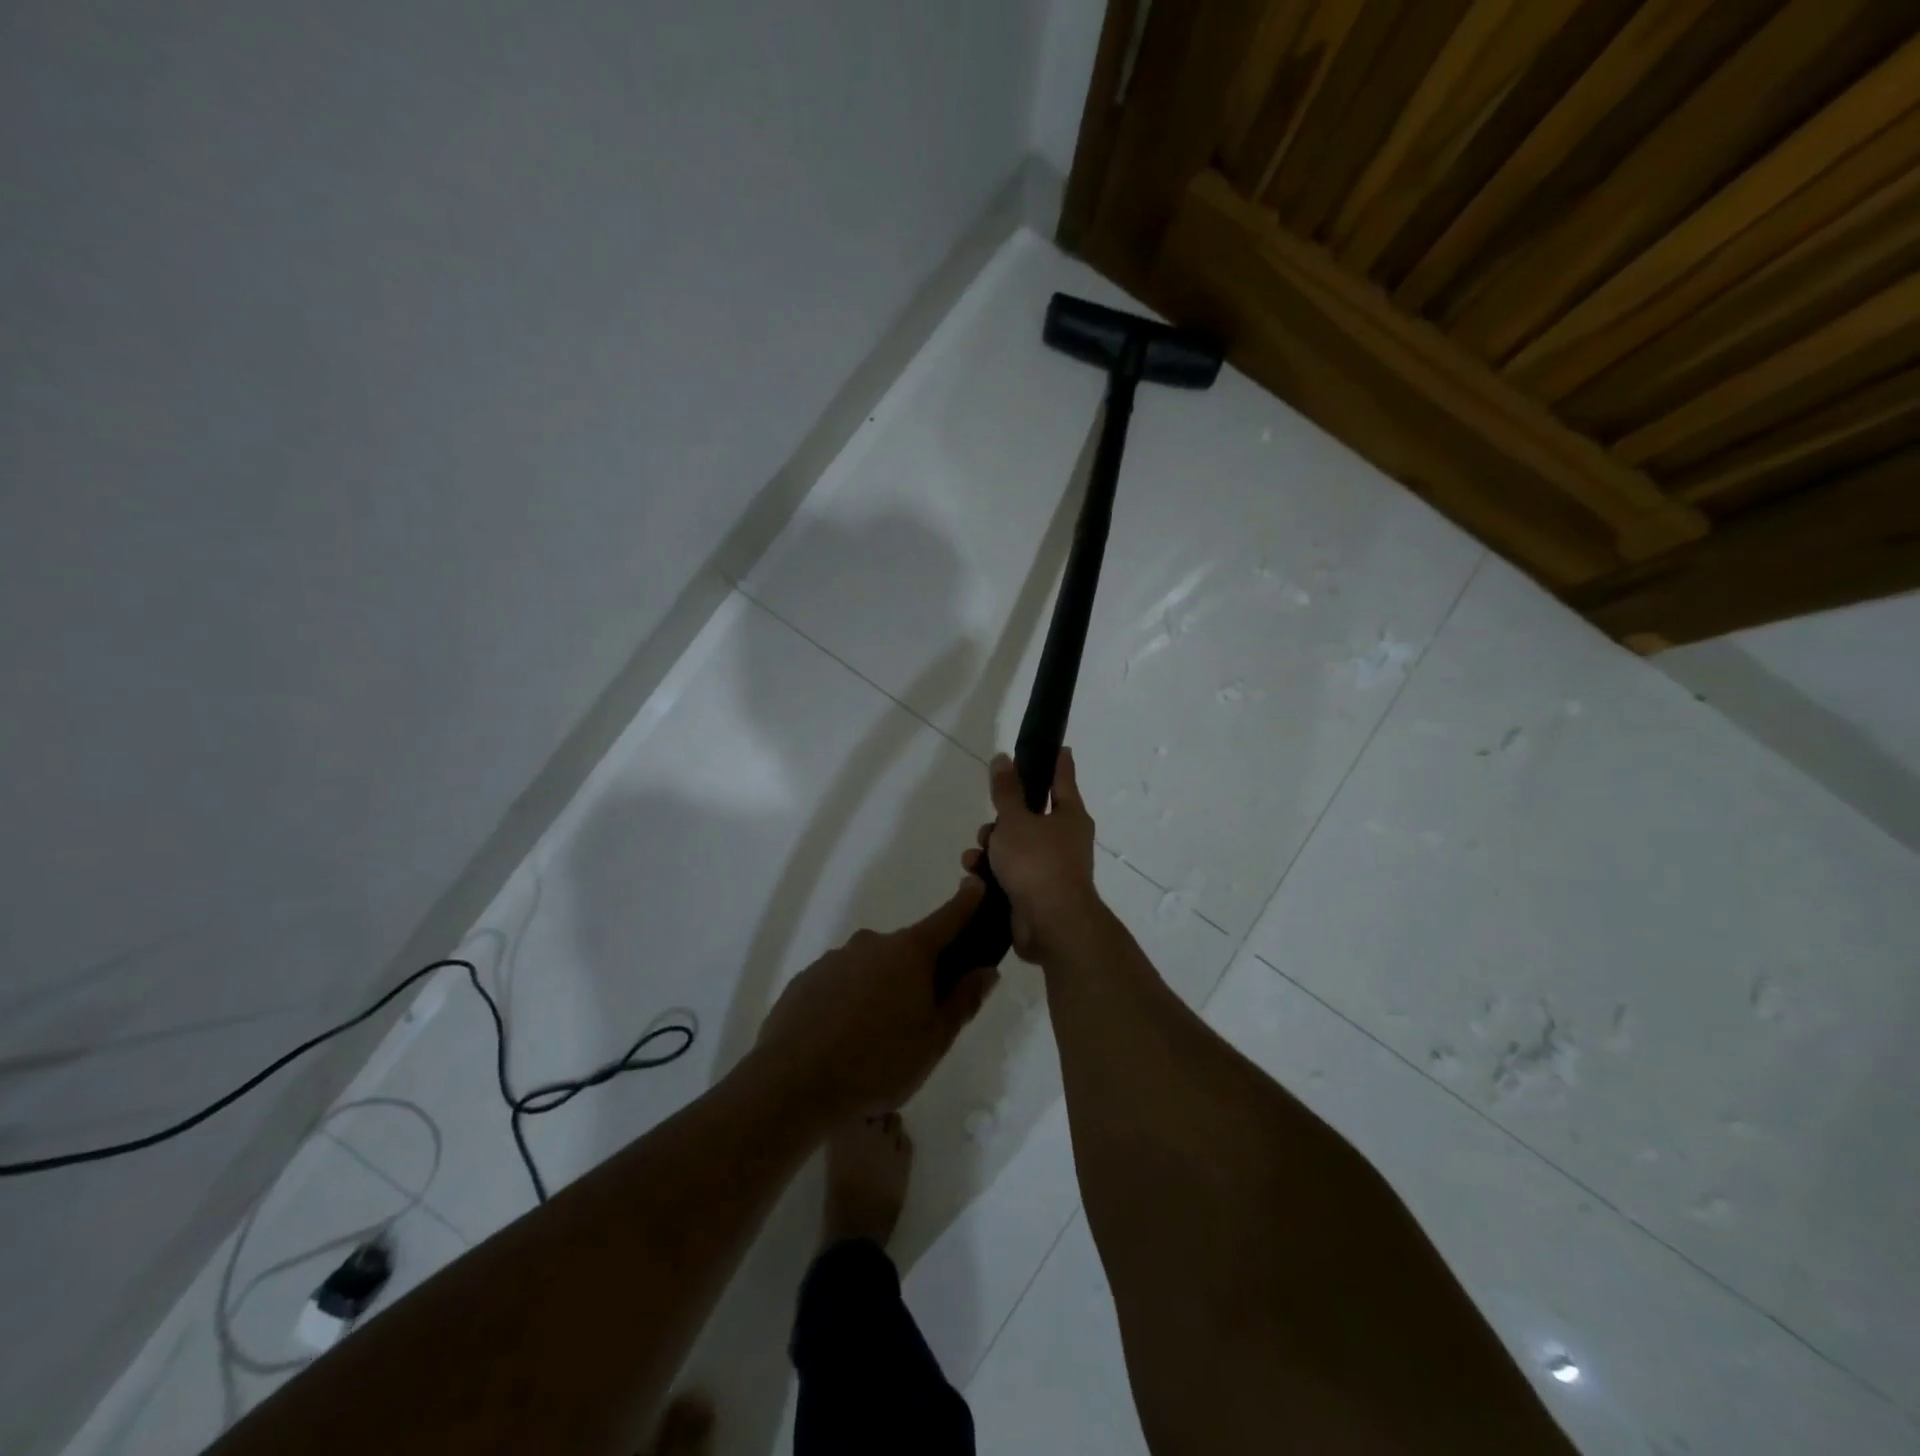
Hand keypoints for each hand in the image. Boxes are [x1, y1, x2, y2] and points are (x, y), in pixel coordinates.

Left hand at [753, 879, 1000, 1119]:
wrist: (792, 1085)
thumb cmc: (877, 1063)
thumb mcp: (934, 1041)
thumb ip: (963, 1001)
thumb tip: (985, 970)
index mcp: (909, 953)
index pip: (946, 918)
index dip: (965, 902)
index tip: (976, 885)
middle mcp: (871, 944)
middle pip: (906, 951)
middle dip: (918, 974)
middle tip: (919, 1019)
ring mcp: (834, 959)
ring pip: (871, 969)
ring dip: (880, 991)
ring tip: (875, 1040)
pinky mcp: (806, 980)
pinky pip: (839, 984)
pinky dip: (848, 1001)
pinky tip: (842, 1039)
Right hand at [962, 748, 1102, 965]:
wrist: (1051, 924)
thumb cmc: (1037, 862)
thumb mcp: (1015, 820)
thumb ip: (1006, 790)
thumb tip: (1003, 757)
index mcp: (1070, 815)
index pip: (1062, 778)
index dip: (1056, 762)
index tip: (1057, 747)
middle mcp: (1065, 839)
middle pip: (1030, 816)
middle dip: (1003, 819)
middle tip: (989, 824)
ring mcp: (1051, 868)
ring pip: (1015, 847)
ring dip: (991, 849)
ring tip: (975, 856)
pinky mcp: (1035, 894)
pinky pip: (1010, 874)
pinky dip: (992, 873)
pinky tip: (975, 877)